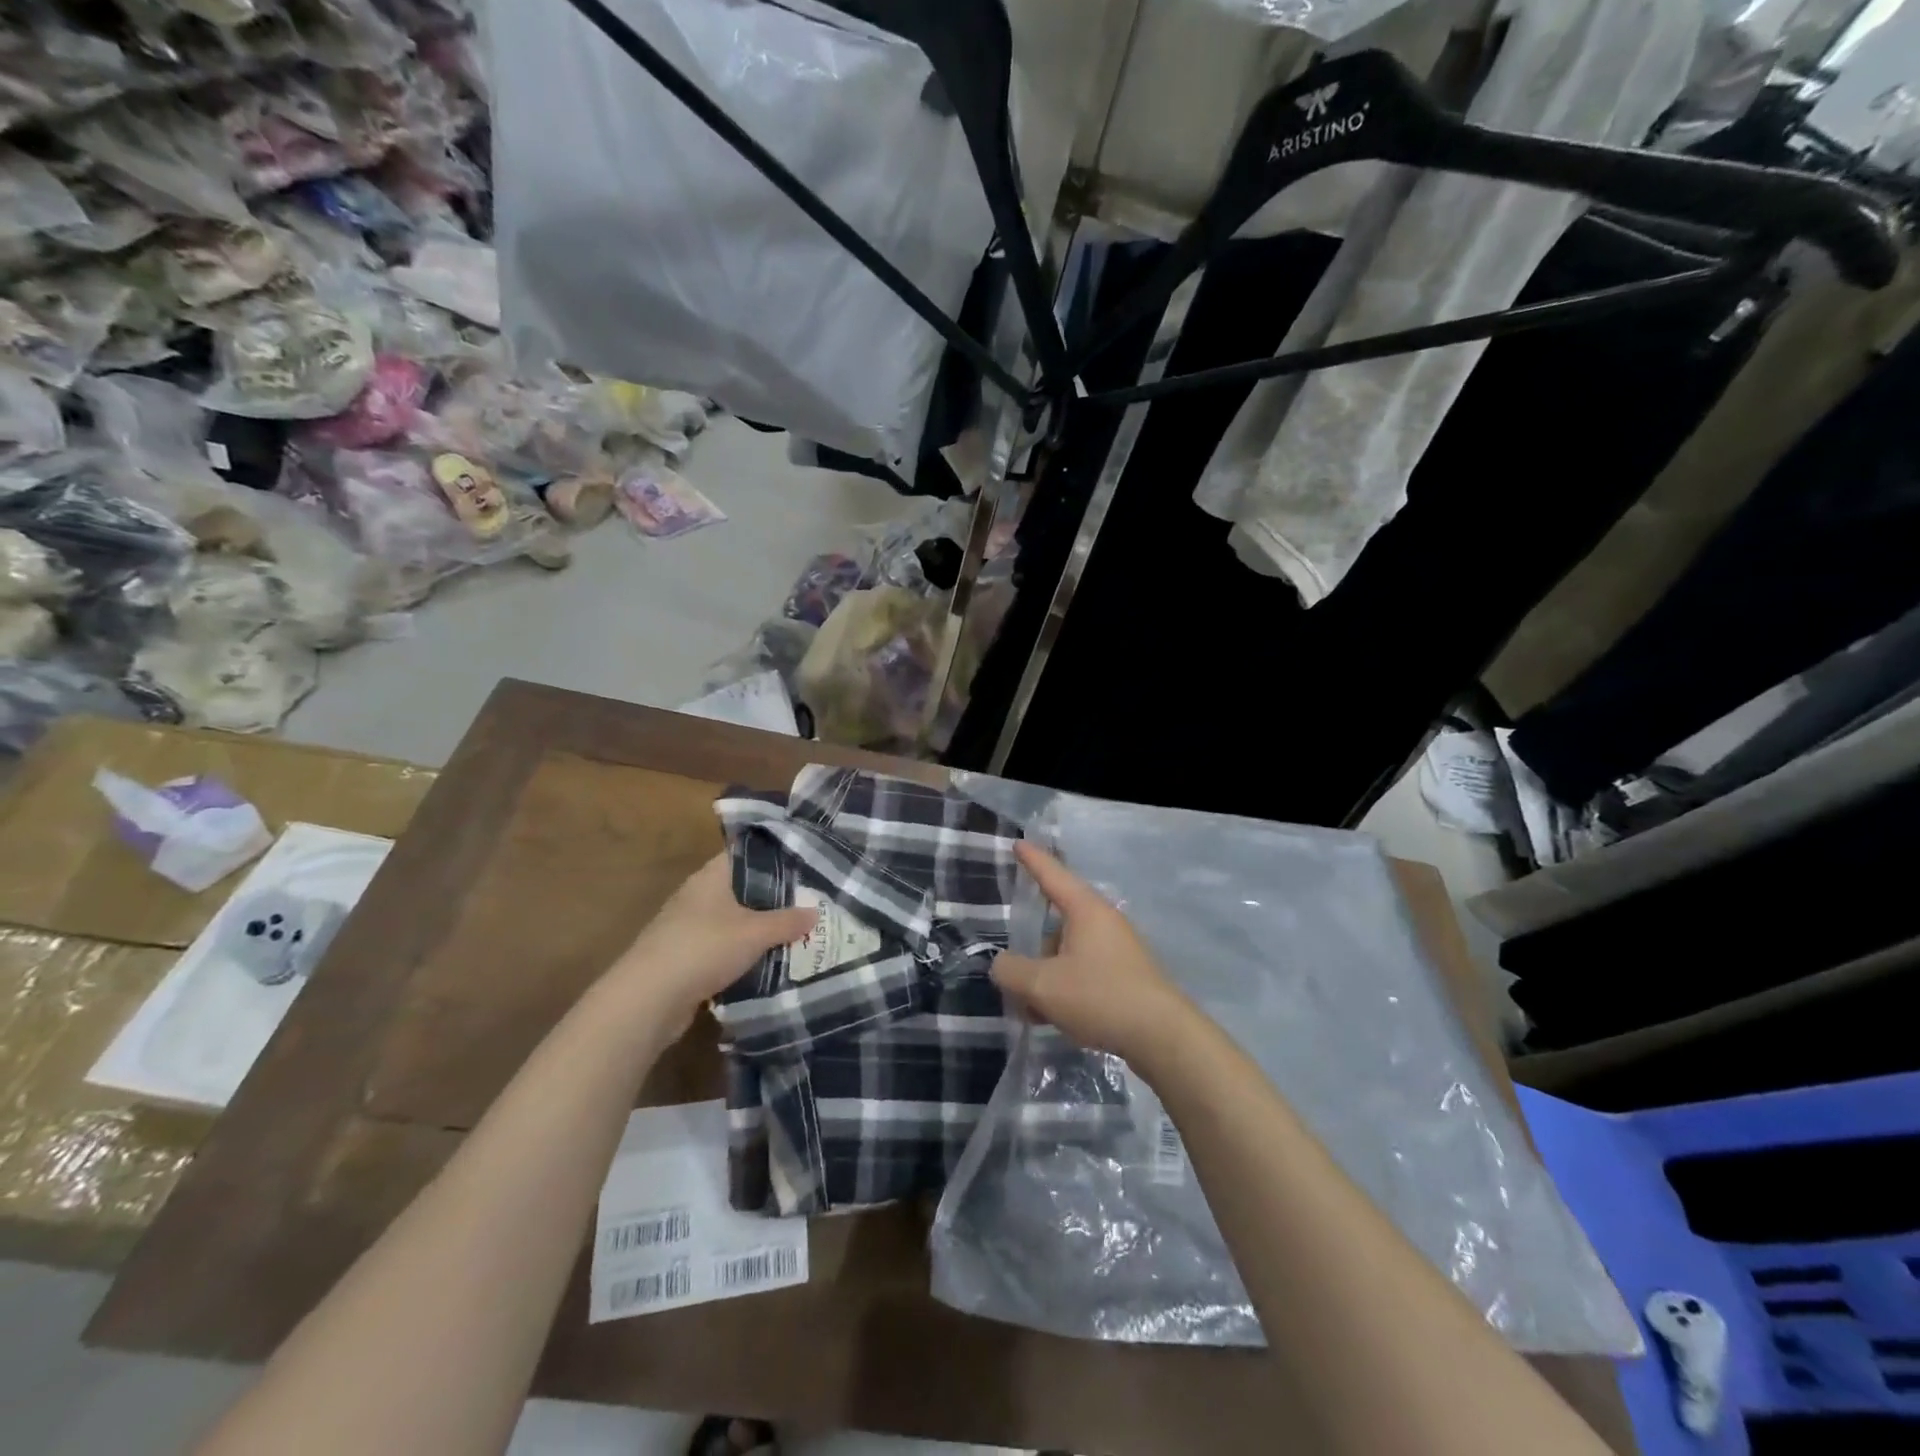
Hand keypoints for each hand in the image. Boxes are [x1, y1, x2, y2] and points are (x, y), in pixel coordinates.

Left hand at [604, 852, 815, 1032]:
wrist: (648, 1000)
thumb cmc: (704, 948)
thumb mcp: (755, 932)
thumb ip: (787, 921)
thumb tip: (814, 912)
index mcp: (711, 877)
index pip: (746, 854)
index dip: (775, 856)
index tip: (805, 864)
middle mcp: (698, 896)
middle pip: (743, 889)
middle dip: (774, 897)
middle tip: (810, 901)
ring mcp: (688, 928)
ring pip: (734, 921)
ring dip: (759, 929)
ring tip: (796, 932)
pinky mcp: (686, 958)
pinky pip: (724, 948)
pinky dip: (744, 954)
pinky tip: (769, 961)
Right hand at [991, 842, 1195, 1060]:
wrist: (1163, 1037)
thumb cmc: (1100, 997)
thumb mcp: (1042, 985)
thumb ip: (1012, 971)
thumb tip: (1002, 965)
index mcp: (1085, 910)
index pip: (1052, 875)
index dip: (1032, 860)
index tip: (1018, 843)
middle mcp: (1104, 921)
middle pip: (1056, 924)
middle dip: (1033, 951)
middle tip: (1016, 977)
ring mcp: (1119, 949)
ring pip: (1069, 953)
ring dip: (1047, 975)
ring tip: (1033, 1010)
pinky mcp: (1127, 975)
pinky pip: (1085, 972)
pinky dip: (1065, 987)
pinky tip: (1055, 1017)